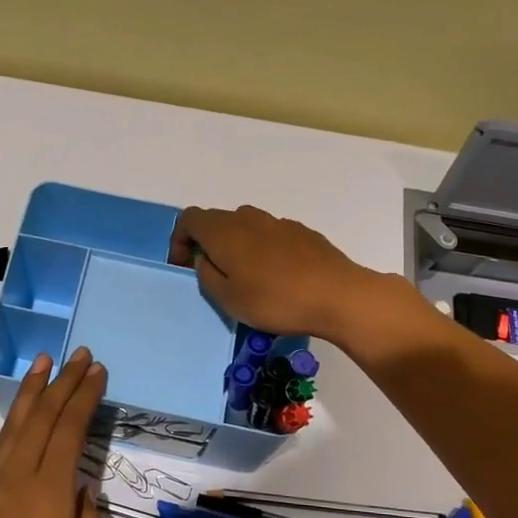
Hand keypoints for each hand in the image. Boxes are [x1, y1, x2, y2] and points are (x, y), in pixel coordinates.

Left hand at [0, 347, 105, 517]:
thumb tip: (83, 487)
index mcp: (47, 492)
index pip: (69, 429)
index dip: (84, 397)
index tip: (97, 371)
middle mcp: (16, 477)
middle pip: (42, 417)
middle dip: (62, 382)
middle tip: (80, 355)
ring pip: (15, 425)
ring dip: (32, 391)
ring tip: (43, 362)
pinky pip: (1, 448)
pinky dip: (16, 421)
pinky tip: (24, 416)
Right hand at [168, 205, 384, 341]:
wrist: (338, 295)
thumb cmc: (275, 300)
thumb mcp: (228, 298)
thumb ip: (206, 275)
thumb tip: (204, 258)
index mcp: (224, 231)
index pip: (189, 219)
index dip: (179, 240)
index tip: (183, 267)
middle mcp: (248, 218)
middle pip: (218, 221)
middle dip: (208, 244)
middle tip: (214, 275)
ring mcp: (278, 222)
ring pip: (246, 227)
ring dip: (237, 246)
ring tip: (247, 278)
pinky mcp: (302, 232)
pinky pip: (271, 235)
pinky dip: (263, 249)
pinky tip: (278, 277)